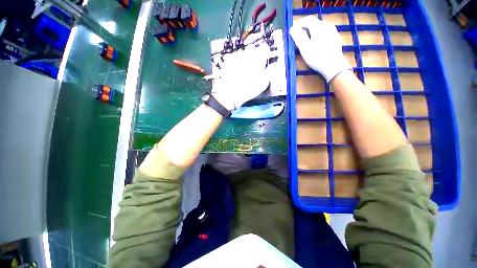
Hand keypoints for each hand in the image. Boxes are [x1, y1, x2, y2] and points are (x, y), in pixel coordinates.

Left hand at [211, 42, 271, 109]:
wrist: (231, 93)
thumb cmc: (250, 89)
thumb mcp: (263, 83)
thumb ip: (270, 71)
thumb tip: (275, 64)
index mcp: (258, 57)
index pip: (264, 48)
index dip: (265, 54)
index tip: (264, 60)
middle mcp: (247, 53)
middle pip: (253, 49)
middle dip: (254, 55)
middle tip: (254, 66)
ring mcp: (237, 56)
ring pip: (243, 52)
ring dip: (245, 58)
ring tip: (244, 68)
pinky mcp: (228, 61)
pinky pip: (234, 57)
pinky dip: (236, 61)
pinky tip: (236, 70)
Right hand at [290, 15, 350, 81]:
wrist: (334, 65)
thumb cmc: (317, 57)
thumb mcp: (305, 48)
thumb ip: (298, 37)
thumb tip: (292, 29)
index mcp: (318, 27)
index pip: (307, 19)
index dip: (299, 24)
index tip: (293, 31)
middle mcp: (326, 25)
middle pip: (314, 22)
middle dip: (305, 27)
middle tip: (298, 37)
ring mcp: (332, 31)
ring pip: (320, 27)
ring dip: (311, 31)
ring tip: (306, 40)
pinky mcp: (335, 37)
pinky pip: (324, 32)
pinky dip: (317, 35)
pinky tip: (316, 43)